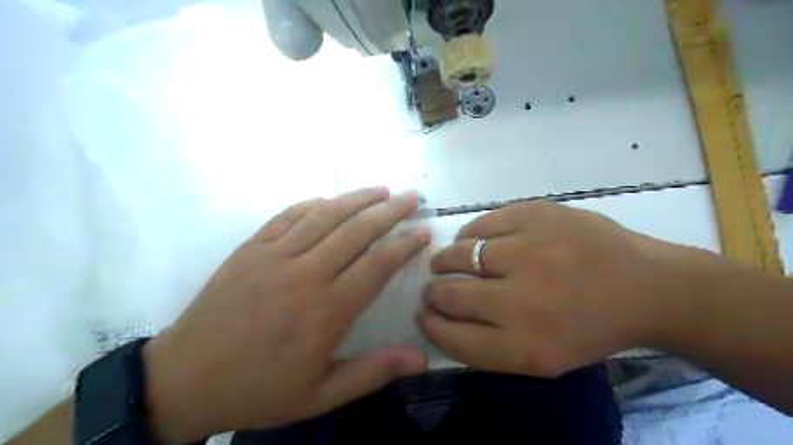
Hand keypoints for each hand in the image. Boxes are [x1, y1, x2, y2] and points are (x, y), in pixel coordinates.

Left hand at [139, 186, 430, 440]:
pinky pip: (288, 216)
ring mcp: (274, 256)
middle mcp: (305, 274)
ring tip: (380, 190)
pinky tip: (328, 200)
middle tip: (411, 197)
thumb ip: (373, 372)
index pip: (377, 265)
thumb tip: (421, 358)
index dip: (404, 244)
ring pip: (324, 215)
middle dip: (389, 211)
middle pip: (356, 231)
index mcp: (326, 310)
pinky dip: (312, 204)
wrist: (183, 381)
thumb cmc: (259, 389)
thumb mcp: (320, 395)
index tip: (423, 231)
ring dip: (356, 199)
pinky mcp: (250, 248)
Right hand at [417, 201, 695, 377]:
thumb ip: (486, 345)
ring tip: (447, 261)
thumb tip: (439, 318)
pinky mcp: (535, 215)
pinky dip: (469, 234)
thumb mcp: (540, 357)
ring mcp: (528, 250)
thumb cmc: (588, 327)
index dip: (430, 325)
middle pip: (448, 294)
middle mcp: (520, 298)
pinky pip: (480, 224)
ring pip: (457, 253)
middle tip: (433, 287)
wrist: (644, 286)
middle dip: (432, 292)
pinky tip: (475, 240)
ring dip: (445, 260)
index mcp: (523, 344)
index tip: (423, 315)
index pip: (451, 337)